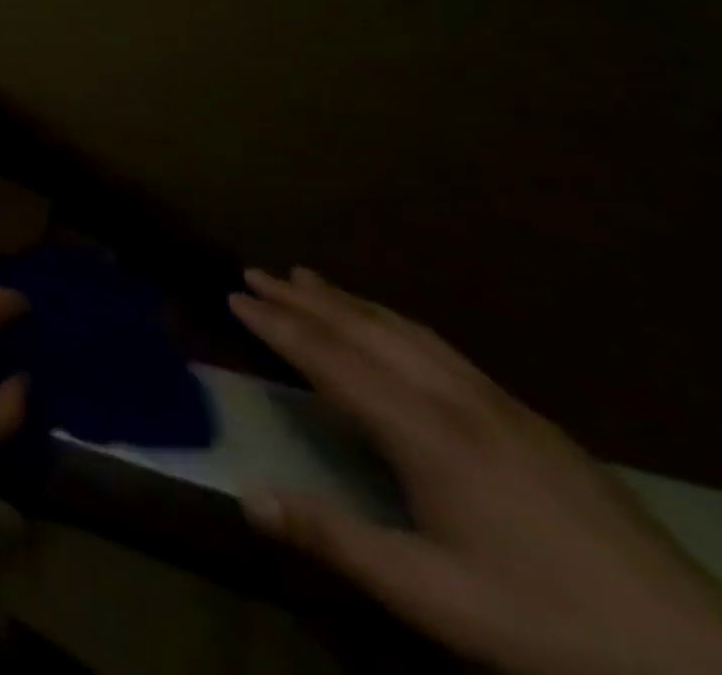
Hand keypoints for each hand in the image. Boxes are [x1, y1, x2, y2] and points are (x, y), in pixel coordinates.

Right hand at [232, 268, 721, 674]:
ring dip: (349, 301)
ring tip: (306, 277)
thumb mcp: (433, 596)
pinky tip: (392, 327)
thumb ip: (335, 539)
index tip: (232, 296)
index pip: (331, 362)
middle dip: (304, 300)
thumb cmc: (549, 626)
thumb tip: (246, 496)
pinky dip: (396, 321)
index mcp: (427, 435)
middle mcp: (458, 402)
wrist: (702, 664)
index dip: (277, 327)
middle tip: (254, 272)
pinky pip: (444, 349)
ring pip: (407, 332)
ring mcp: (502, 407)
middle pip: (366, 332)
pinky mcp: (534, 422)